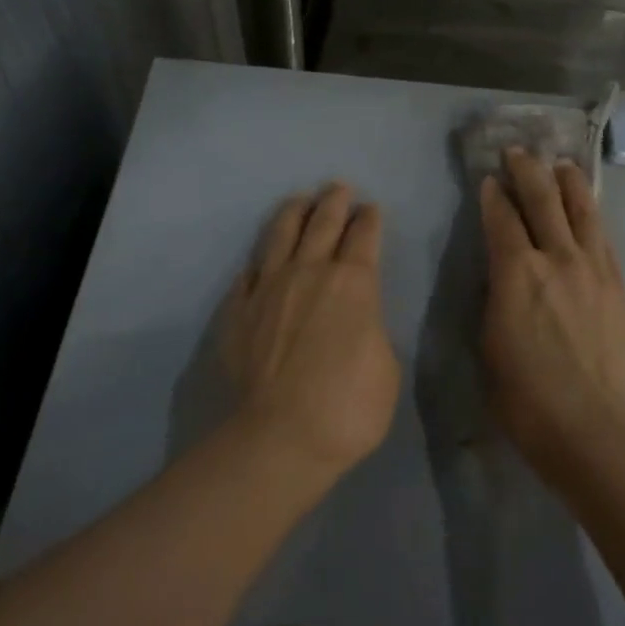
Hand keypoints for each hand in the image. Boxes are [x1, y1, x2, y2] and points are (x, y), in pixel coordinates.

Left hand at [223, 183, 400, 479]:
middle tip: (338, 187)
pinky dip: (257, 263)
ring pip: (281, 235)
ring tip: (299, 200)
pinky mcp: (238, 310)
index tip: (371, 209)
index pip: (364, 236)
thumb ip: (372, 330)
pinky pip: (247, 274)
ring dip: (294, 213)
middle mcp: (310, 272)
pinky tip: (257, 261)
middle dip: (334, 202)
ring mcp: (269, 287)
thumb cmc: (347, 407)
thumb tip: (358, 318)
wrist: (278, 438)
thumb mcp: (386, 368)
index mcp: (354, 283)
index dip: (369, 219)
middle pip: (323, 223)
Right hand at [479, 149, 624, 475]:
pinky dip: (592, 215)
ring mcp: (593, 267)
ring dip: (568, 182)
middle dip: (527, 170)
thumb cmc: (524, 395)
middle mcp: (556, 257)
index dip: (493, 194)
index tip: (489, 179)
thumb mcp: (489, 341)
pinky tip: (588, 209)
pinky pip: (603, 237)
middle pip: (542, 199)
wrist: (592, 425)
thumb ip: (497, 296)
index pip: (502, 217)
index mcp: (515, 271)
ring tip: (561, 164)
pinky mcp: (618, 284)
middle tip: (518, 152)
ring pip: (581, 209)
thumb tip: (503, 275)